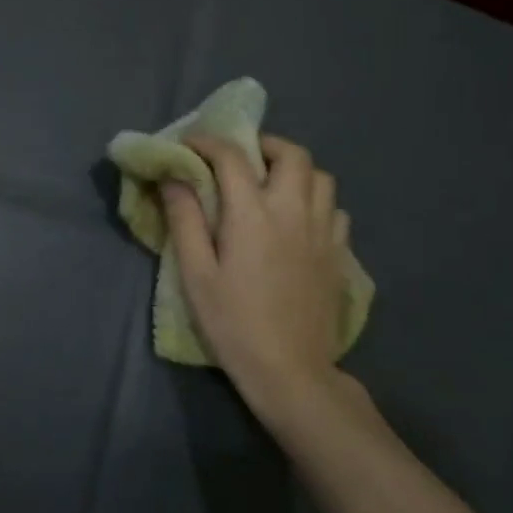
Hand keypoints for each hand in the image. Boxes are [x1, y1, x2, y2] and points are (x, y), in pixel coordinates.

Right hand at [162, 134, 354, 430]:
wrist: (290, 369)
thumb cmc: (232, 321)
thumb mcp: (195, 272)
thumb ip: (185, 220)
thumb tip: (174, 178)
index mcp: (253, 214)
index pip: (232, 157)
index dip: (208, 143)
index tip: (189, 145)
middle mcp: (293, 211)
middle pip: (292, 154)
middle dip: (263, 145)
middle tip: (239, 158)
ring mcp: (323, 232)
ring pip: (321, 177)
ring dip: (293, 169)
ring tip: (269, 184)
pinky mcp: (338, 254)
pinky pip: (334, 209)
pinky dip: (314, 200)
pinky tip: (295, 219)